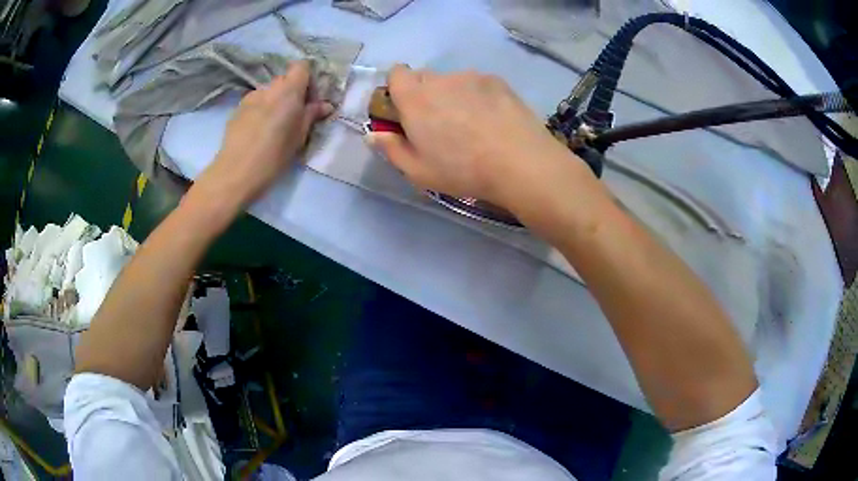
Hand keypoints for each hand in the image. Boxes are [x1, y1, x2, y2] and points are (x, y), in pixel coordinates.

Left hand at [195, 61, 332, 208]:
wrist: (236, 172)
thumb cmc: (274, 155)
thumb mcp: (299, 136)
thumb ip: (311, 115)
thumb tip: (325, 105)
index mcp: (288, 90)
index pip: (301, 67)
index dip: (308, 79)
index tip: (309, 100)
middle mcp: (269, 88)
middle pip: (284, 79)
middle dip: (292, 93)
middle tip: (295, 115)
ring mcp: (250, 97)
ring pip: (269, 92)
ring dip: (275, 102)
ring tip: (274, 126)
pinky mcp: (237, 110)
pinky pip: (255, 103)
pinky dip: (260, 111)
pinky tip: (258, 132)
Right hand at [367, 65, 581, 208]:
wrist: (520, 163)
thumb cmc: (462, 170)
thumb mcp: (418, 171)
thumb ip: (391, 148)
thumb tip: (373, 134)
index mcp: (415, 98)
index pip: (396, 73)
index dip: (398, 89)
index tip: (406, 111)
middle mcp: (440, 79)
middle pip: (424, 77)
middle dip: (425, 94)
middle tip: (440, 124)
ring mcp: (471, 77)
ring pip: (453, 81)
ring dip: (453, 95)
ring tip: (472, 124)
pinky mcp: (497, 81)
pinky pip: (477, 83)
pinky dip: (478, 96)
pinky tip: (492, 120)